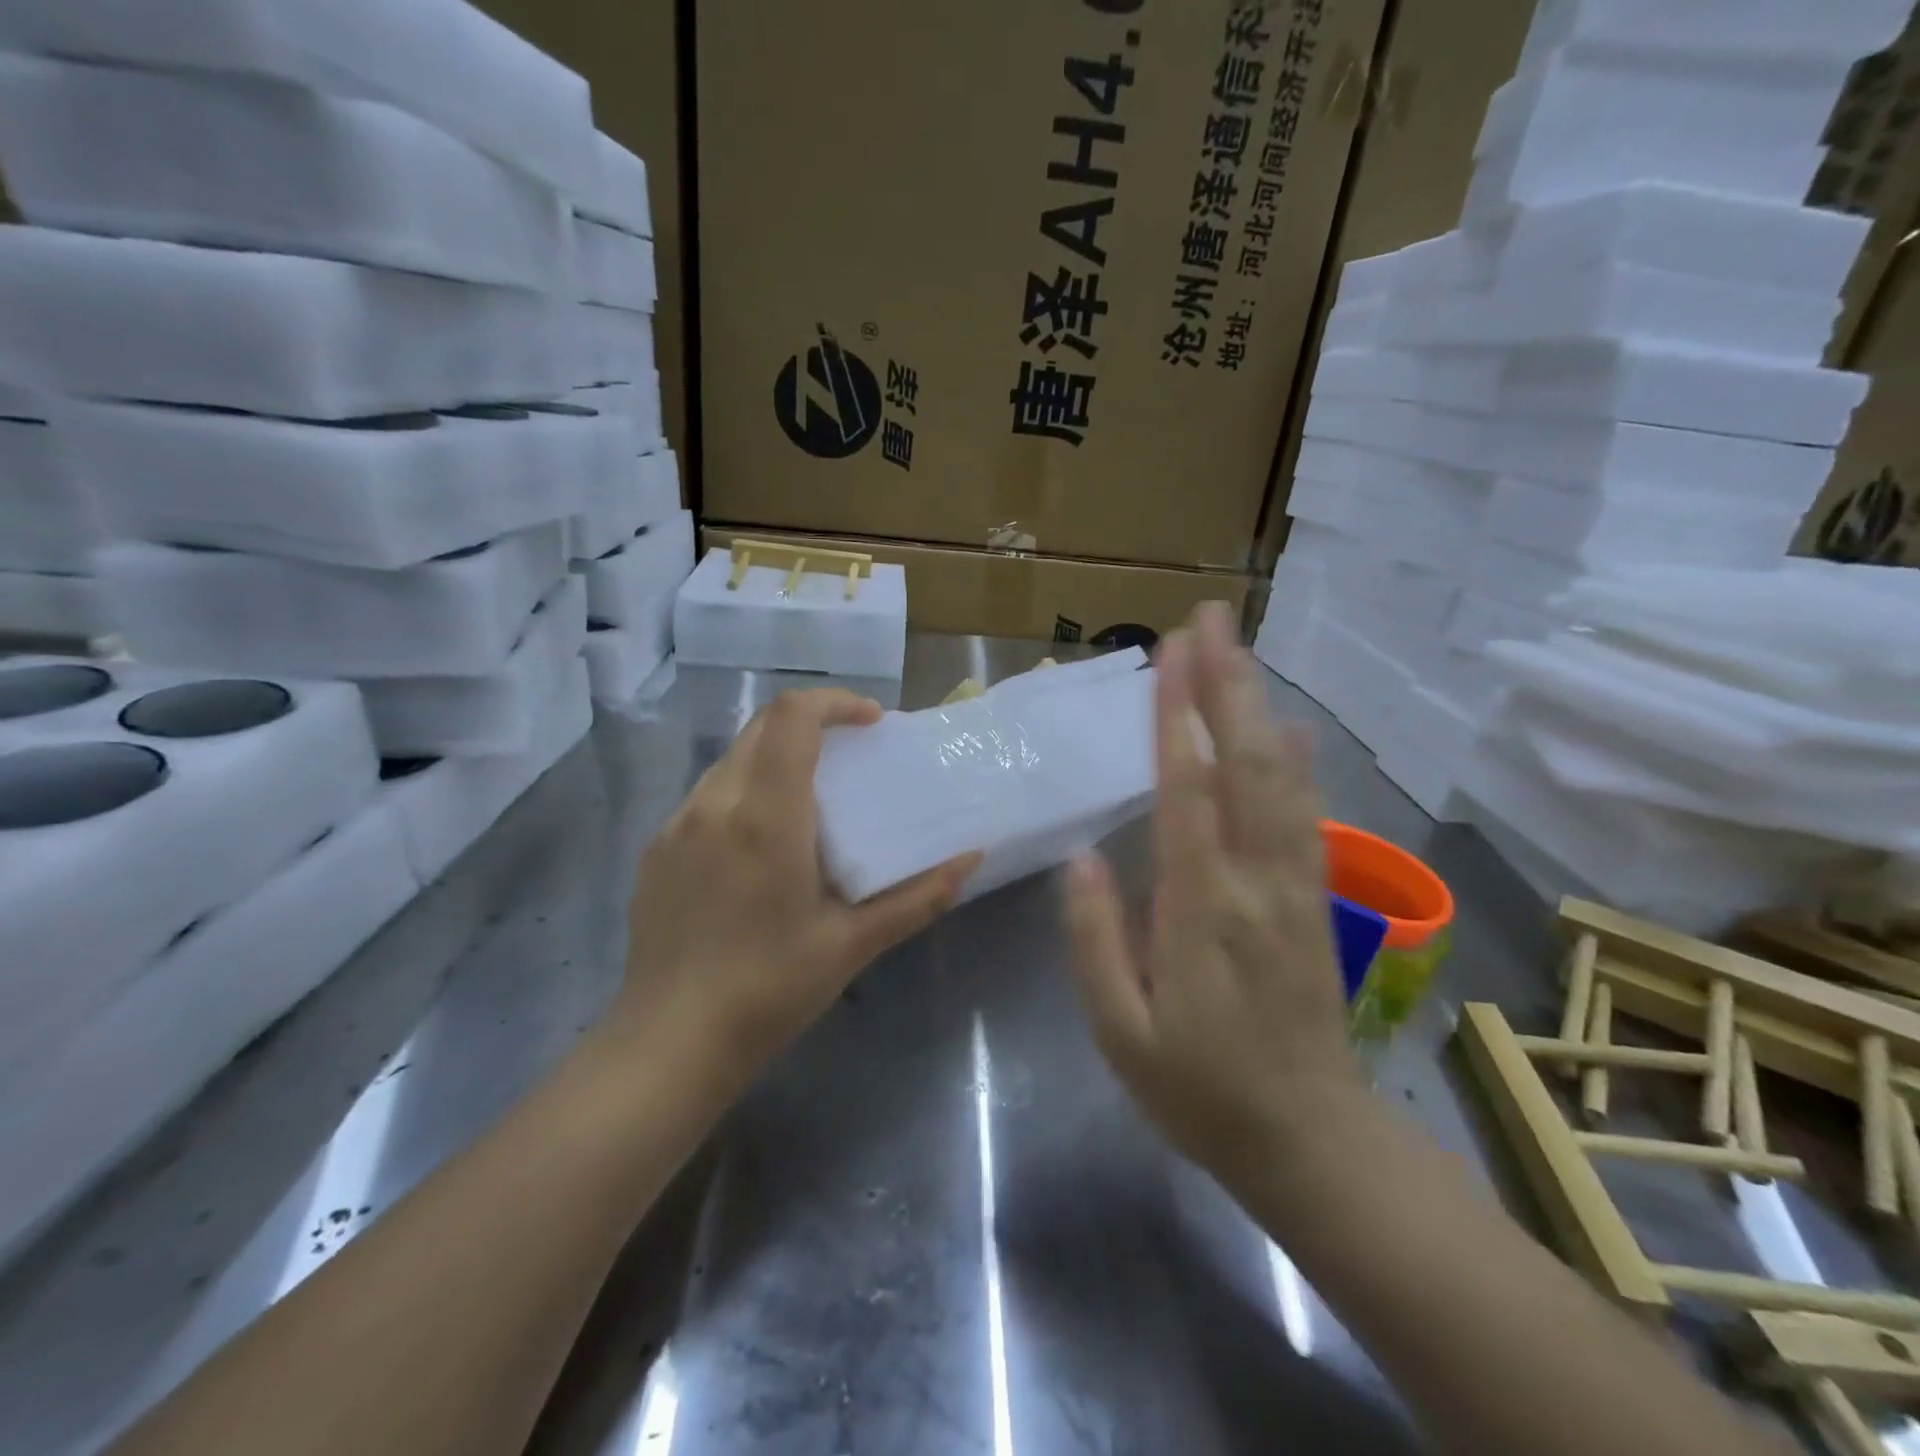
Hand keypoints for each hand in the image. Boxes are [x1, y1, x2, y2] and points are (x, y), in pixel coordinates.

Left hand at [620, 689, 979, 1083]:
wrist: (669, 1045)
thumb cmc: (770, 989)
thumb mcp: (853, 943)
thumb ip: (918, 896)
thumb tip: (971, 859)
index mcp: (765, 817)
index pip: (792, 718)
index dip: (835, 703)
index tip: (870, 722)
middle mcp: (714, 804)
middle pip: (761, 727)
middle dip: (811, 725)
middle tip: (850, 756)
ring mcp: (676, 825)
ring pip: (732, 760)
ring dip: (775, 758)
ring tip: (808, 801)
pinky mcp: (656, 850)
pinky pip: (706, 796)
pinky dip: (743, 792)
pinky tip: (760, 845)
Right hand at [1064, 603, 1362, 1187]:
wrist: (1310, 1141)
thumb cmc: (1200, 1090)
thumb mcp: (1121, 1032)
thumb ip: (1096, 940)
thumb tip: (1082, 857)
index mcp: (1201, 910)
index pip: (1188, 792)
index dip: (1178, 717)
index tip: (1169, 654)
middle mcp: (1256, 882)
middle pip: (1245, 765)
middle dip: (1226, 684)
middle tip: (1209, 620)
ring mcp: (1296, 887)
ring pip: (1282, 779)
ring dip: (1259, 708)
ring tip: (1239, 651)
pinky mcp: (1314, 900)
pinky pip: (1306, 815)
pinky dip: (1296, 762)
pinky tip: (1288, 728)